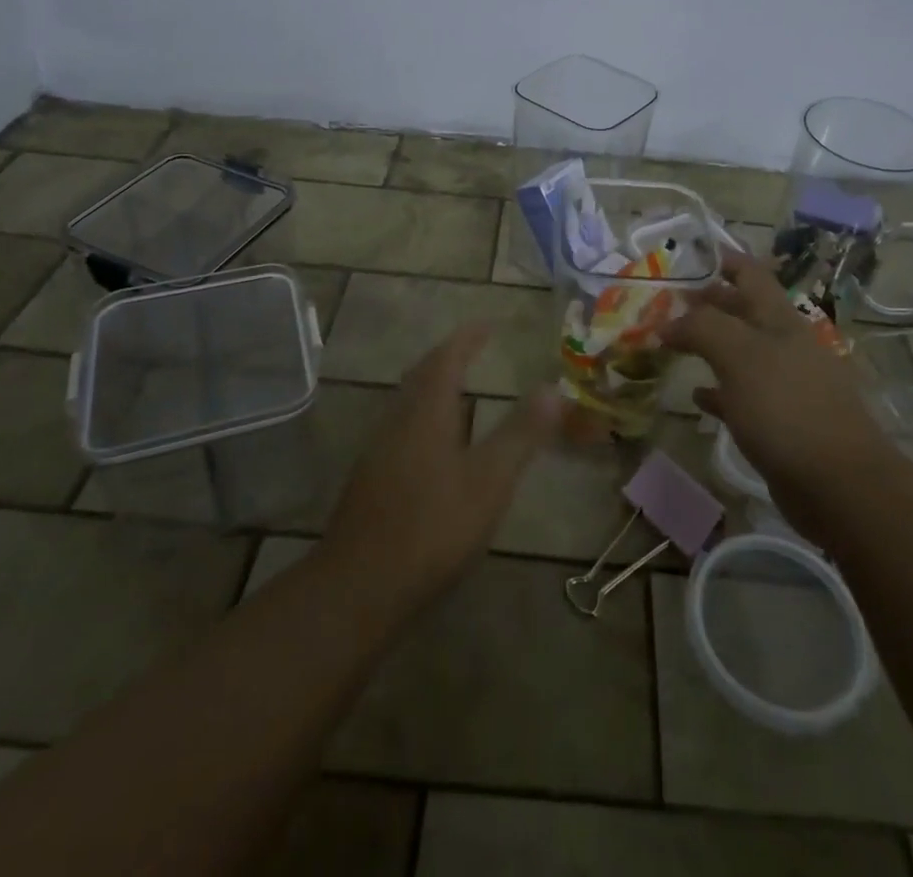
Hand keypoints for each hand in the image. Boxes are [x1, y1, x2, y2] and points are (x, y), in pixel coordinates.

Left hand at [321, 324, 561, 617]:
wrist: (359, 588)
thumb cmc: (432, 527)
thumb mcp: (489, 480)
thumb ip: (521, 433)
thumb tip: (553, 386)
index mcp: (426, 412)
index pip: (446, 359)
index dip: (467, 338)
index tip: (487, 324)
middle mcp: (398, 421)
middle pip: (422, 376)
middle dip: (448, 357)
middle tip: (472, 348)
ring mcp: (379, 451)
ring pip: (408, 403)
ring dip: (433, 387)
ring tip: (459, 389)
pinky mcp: (371, 480)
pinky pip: (402, 428)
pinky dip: (424, 416)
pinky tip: (436, 444)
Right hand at [665, 250, 894, 538]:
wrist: (839, 483)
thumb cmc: (787, 408)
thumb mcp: (740, 356)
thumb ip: (702, 328)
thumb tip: (668, 322)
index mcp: (779, 320)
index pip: (750, 273)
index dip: (723, 259)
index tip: (689, 255)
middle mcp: (784, 345)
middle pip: (742, 311)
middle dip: (708, 301)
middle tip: (668, 301)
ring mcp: (785, 384)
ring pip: (740, 352)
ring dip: (709, 345)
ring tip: (672, 343)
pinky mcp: (780, 422)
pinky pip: (741, 396)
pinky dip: (717, 391)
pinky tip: (696, 396)